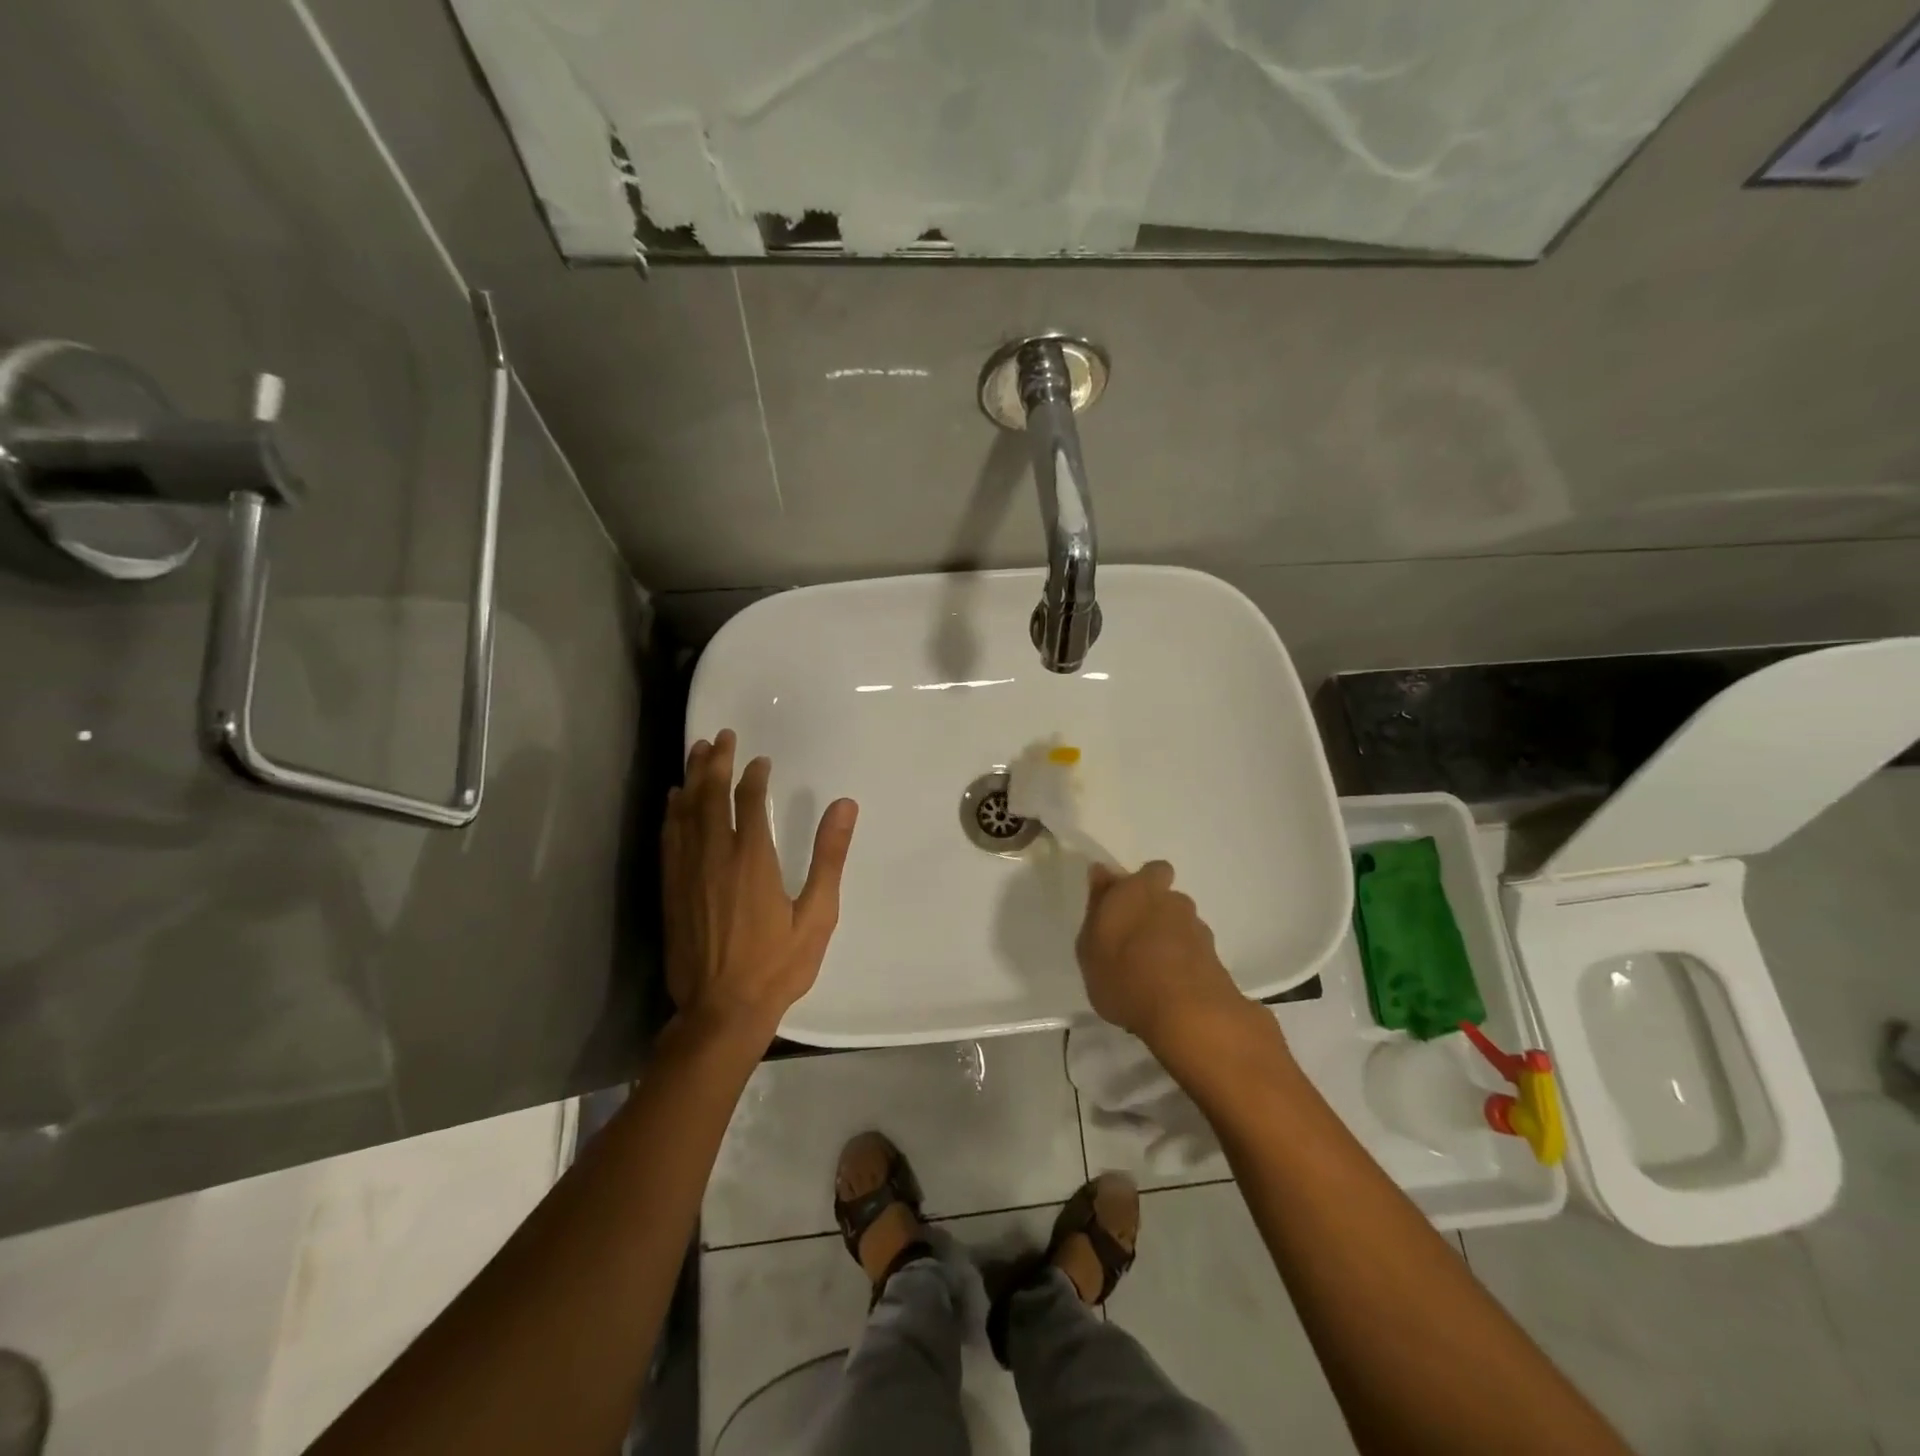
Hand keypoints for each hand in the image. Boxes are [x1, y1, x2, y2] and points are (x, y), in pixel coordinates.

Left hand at [662, 729, 857, 1045]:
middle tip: (720, 736)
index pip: (748, 801)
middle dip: (715, 763)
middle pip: (710, 797)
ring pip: (685, 813)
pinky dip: (672, 813)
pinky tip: (674, 801)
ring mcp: (687, 873)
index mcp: (752, 859)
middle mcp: (714, 857)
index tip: (760, 760)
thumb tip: (844, 805)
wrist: (720, 1011)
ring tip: (696, 752)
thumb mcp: (818, 914)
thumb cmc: (777, 965)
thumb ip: (829, 856)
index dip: (753, 775)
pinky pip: (669, 839)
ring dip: (691, 779)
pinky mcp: (671, 891)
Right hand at [1076, 861, 1257, 1057]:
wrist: (1188, 1016)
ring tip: (1149, 974)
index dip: (1140, 884)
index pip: (1152, 870)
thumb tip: (1101, 873)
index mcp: (1141, 890)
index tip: (1123, 905)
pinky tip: (1167, 992)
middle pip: (1167, 899)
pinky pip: (1193, 956)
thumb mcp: (1089, 944)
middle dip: (1154, 914)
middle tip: (1132, 943)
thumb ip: (1097, 905)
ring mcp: (1199, 931)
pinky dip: (1183, 966)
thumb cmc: (1125, 974)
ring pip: (1181, 927)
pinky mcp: (1216, 961)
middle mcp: (1174, 902)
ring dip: (1169, 941)